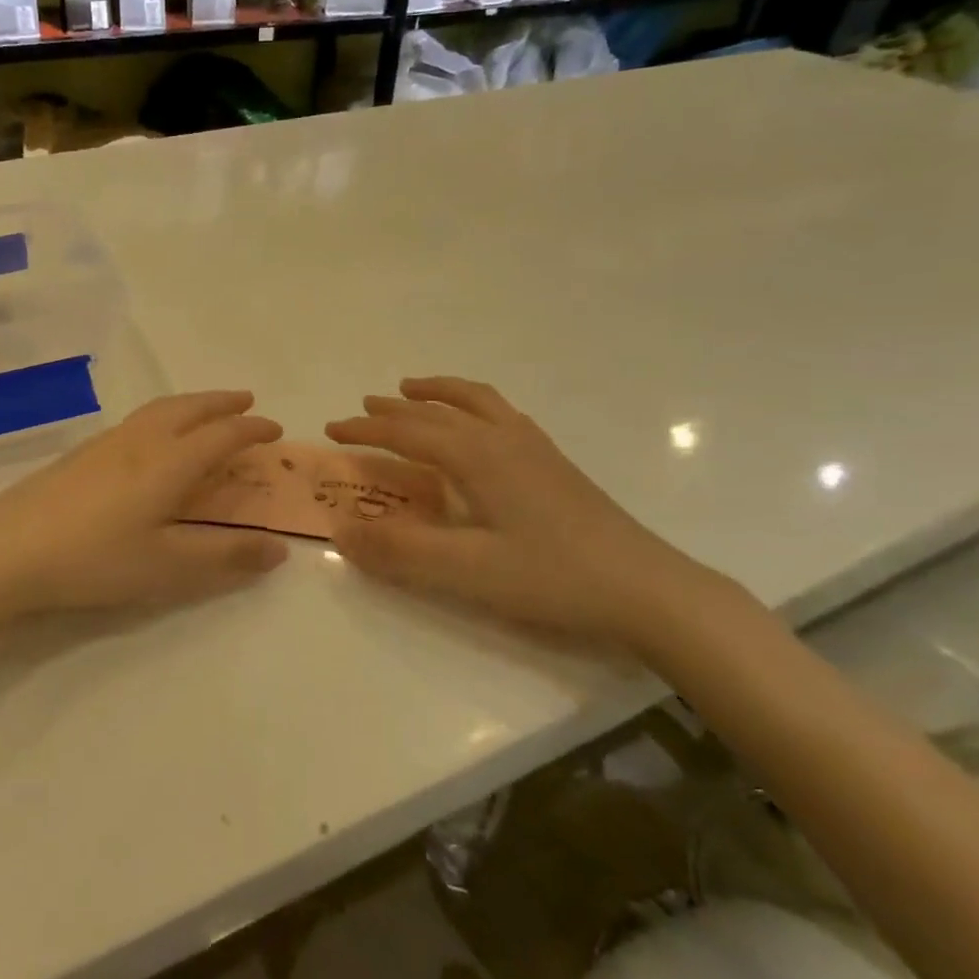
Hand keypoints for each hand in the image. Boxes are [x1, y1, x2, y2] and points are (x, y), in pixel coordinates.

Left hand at [0, 391, 288, 620]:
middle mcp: (141, 442)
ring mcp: (105, 444)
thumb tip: (279, 548)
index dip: (252, 430)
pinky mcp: (79, 454)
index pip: (221, 435)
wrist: (5, 550)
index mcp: (169, 463)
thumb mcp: (168, 568)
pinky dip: (162, 416)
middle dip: (221, 402)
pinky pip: (136, 421)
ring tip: (204, 411)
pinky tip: (149, 438)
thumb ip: (225, 557)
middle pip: (189, 409)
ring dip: (191, 404)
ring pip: (158, 409)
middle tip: (246, 401)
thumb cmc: (95, 559)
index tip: (275, 429)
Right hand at [325, 378, 744, 658]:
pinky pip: (502, 414)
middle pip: (438, 410)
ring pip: (477, 401)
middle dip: (396, 407)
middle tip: (364, 406)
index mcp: (477, 456)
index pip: (407, 431)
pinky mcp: (554, 463)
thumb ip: (400, 551)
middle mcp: (503, 439)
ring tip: (415, 389)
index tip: (332, 429)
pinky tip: (478, 425)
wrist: (647, 589)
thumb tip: (340, 531)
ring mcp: (534, 448)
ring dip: (439, 392)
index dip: (366, 429)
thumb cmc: (552, 578)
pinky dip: (474, 405)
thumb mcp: (466, 572)